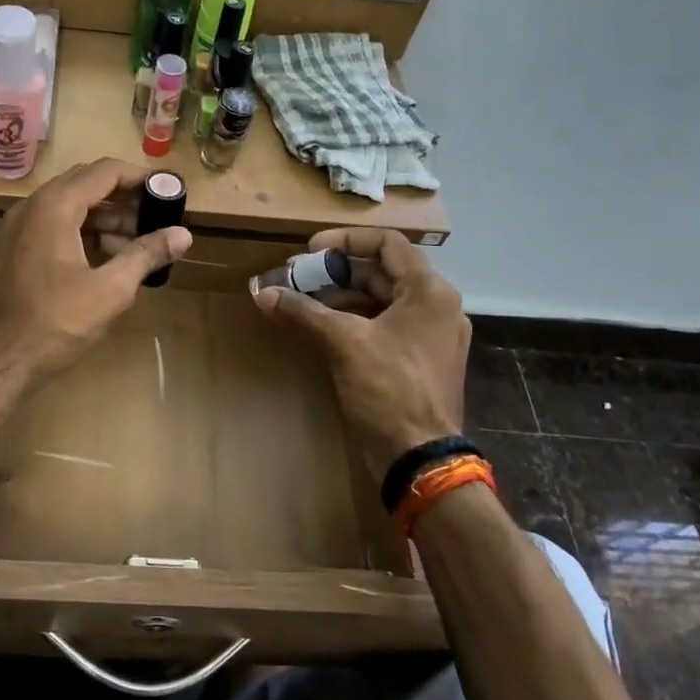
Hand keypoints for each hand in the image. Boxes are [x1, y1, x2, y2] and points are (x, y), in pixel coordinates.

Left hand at [0, 159, 192, 379]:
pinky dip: (85, 234)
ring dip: (106, 218)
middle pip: (86, 185)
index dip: (139, 177)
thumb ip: (146, 254)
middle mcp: (33, 207)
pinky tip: (110, 258)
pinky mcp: (16, 251)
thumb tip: (183, 234)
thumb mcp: (111, 289)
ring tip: (140, 242)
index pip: (104, 171)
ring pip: (70, 207)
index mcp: (54, 206)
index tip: (167, 191)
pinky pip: (56, 227)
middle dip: (124, 198)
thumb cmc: (56, 322)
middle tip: (157, 215)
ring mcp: (20, 229)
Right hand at [254, 228, 469, 481]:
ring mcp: (430, 336)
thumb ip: (303, 311)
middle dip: (336, 274)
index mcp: (429, 292)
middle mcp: (436, 307)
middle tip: (297, 279)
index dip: (345, 240)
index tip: (310, 251)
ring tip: (302, 305)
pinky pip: (384, 326)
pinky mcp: (418, 361)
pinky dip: (353, 322)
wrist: (420, 459)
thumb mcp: (343, 343)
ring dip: (340, 298)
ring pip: (380, 301)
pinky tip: (321, 331)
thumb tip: (262, 292)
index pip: (387, 244)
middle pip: (382, 272)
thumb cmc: (389, 389)